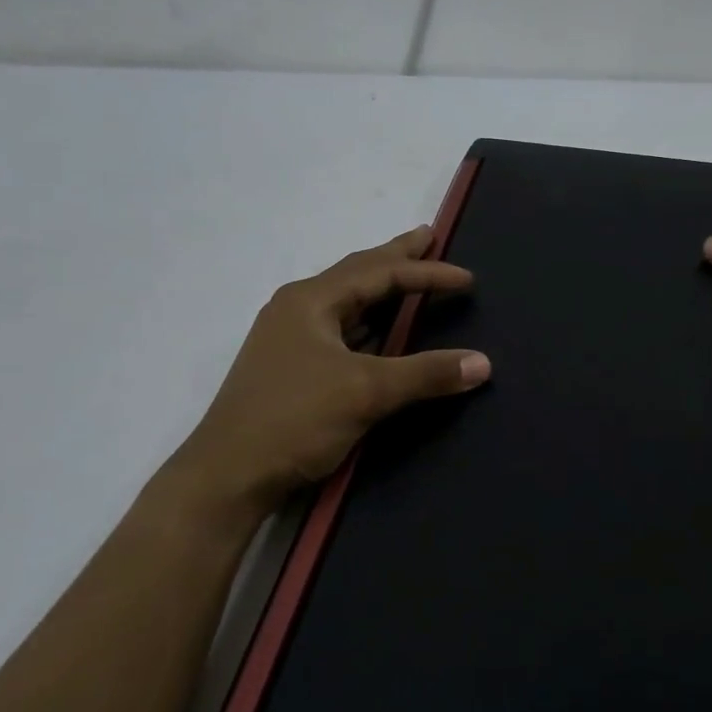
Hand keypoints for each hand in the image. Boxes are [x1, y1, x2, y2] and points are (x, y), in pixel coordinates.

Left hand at [171, 226, 489, 515]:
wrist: (228, 475)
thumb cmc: (295, 420)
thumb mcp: (366, 392)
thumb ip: (426, 374)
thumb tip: (483, 363)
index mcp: (310, 301)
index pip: (379, 274)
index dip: (426, 272)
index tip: (468, 278)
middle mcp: (298, 310)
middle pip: (358, 274)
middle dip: (396, 257)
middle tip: (429, 236)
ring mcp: (291, 339)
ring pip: (348, 303)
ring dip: (382, 290)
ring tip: (411, 278)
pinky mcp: (293, 368)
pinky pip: (341, 330)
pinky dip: (370, 322)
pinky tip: (382, 329)